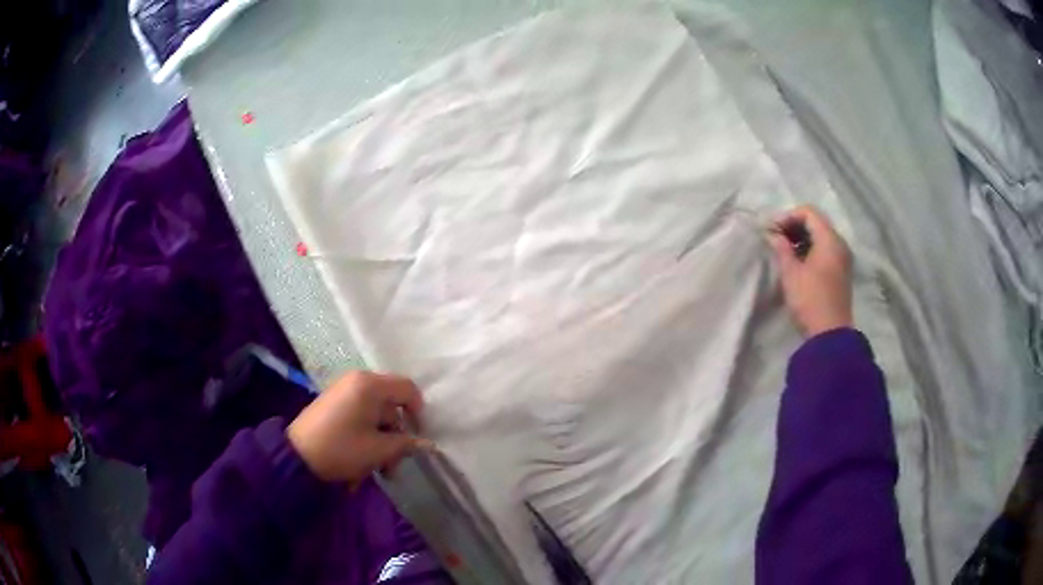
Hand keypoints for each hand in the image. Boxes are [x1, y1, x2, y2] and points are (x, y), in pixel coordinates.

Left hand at [287, 371, 431, 483]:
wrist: (298, 456)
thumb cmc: (342, 449)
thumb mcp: (379, 450)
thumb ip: (406, 444)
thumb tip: (427, 444)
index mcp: (370, 385)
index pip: (408, 389)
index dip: (419, 413)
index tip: (418, 438)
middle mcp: (357, 381)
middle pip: (392, 405)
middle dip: (397, 436)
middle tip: (395, 465)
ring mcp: (344, 392)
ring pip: (377, 415)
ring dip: (383, 442)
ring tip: (380, 471)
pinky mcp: (334, 405)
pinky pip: (361, 416)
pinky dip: (368, 436)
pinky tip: (364, 461)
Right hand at [768, 205, 852, 336]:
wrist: (830, 334)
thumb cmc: (810, 299)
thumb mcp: (791, 272)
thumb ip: (781, 248)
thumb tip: (773, 234)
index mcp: (830, 239)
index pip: (808, 212)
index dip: (788, 216)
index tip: (772, 230)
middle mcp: (840, 244)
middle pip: (816, 223)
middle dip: (794, 227)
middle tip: (776, 239)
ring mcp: (843, 258)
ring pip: (821, 237)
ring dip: (802, 239)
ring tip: (784, 252)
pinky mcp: (841, 272)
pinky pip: (825, 251)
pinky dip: (811, 250)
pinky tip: (798, 263)